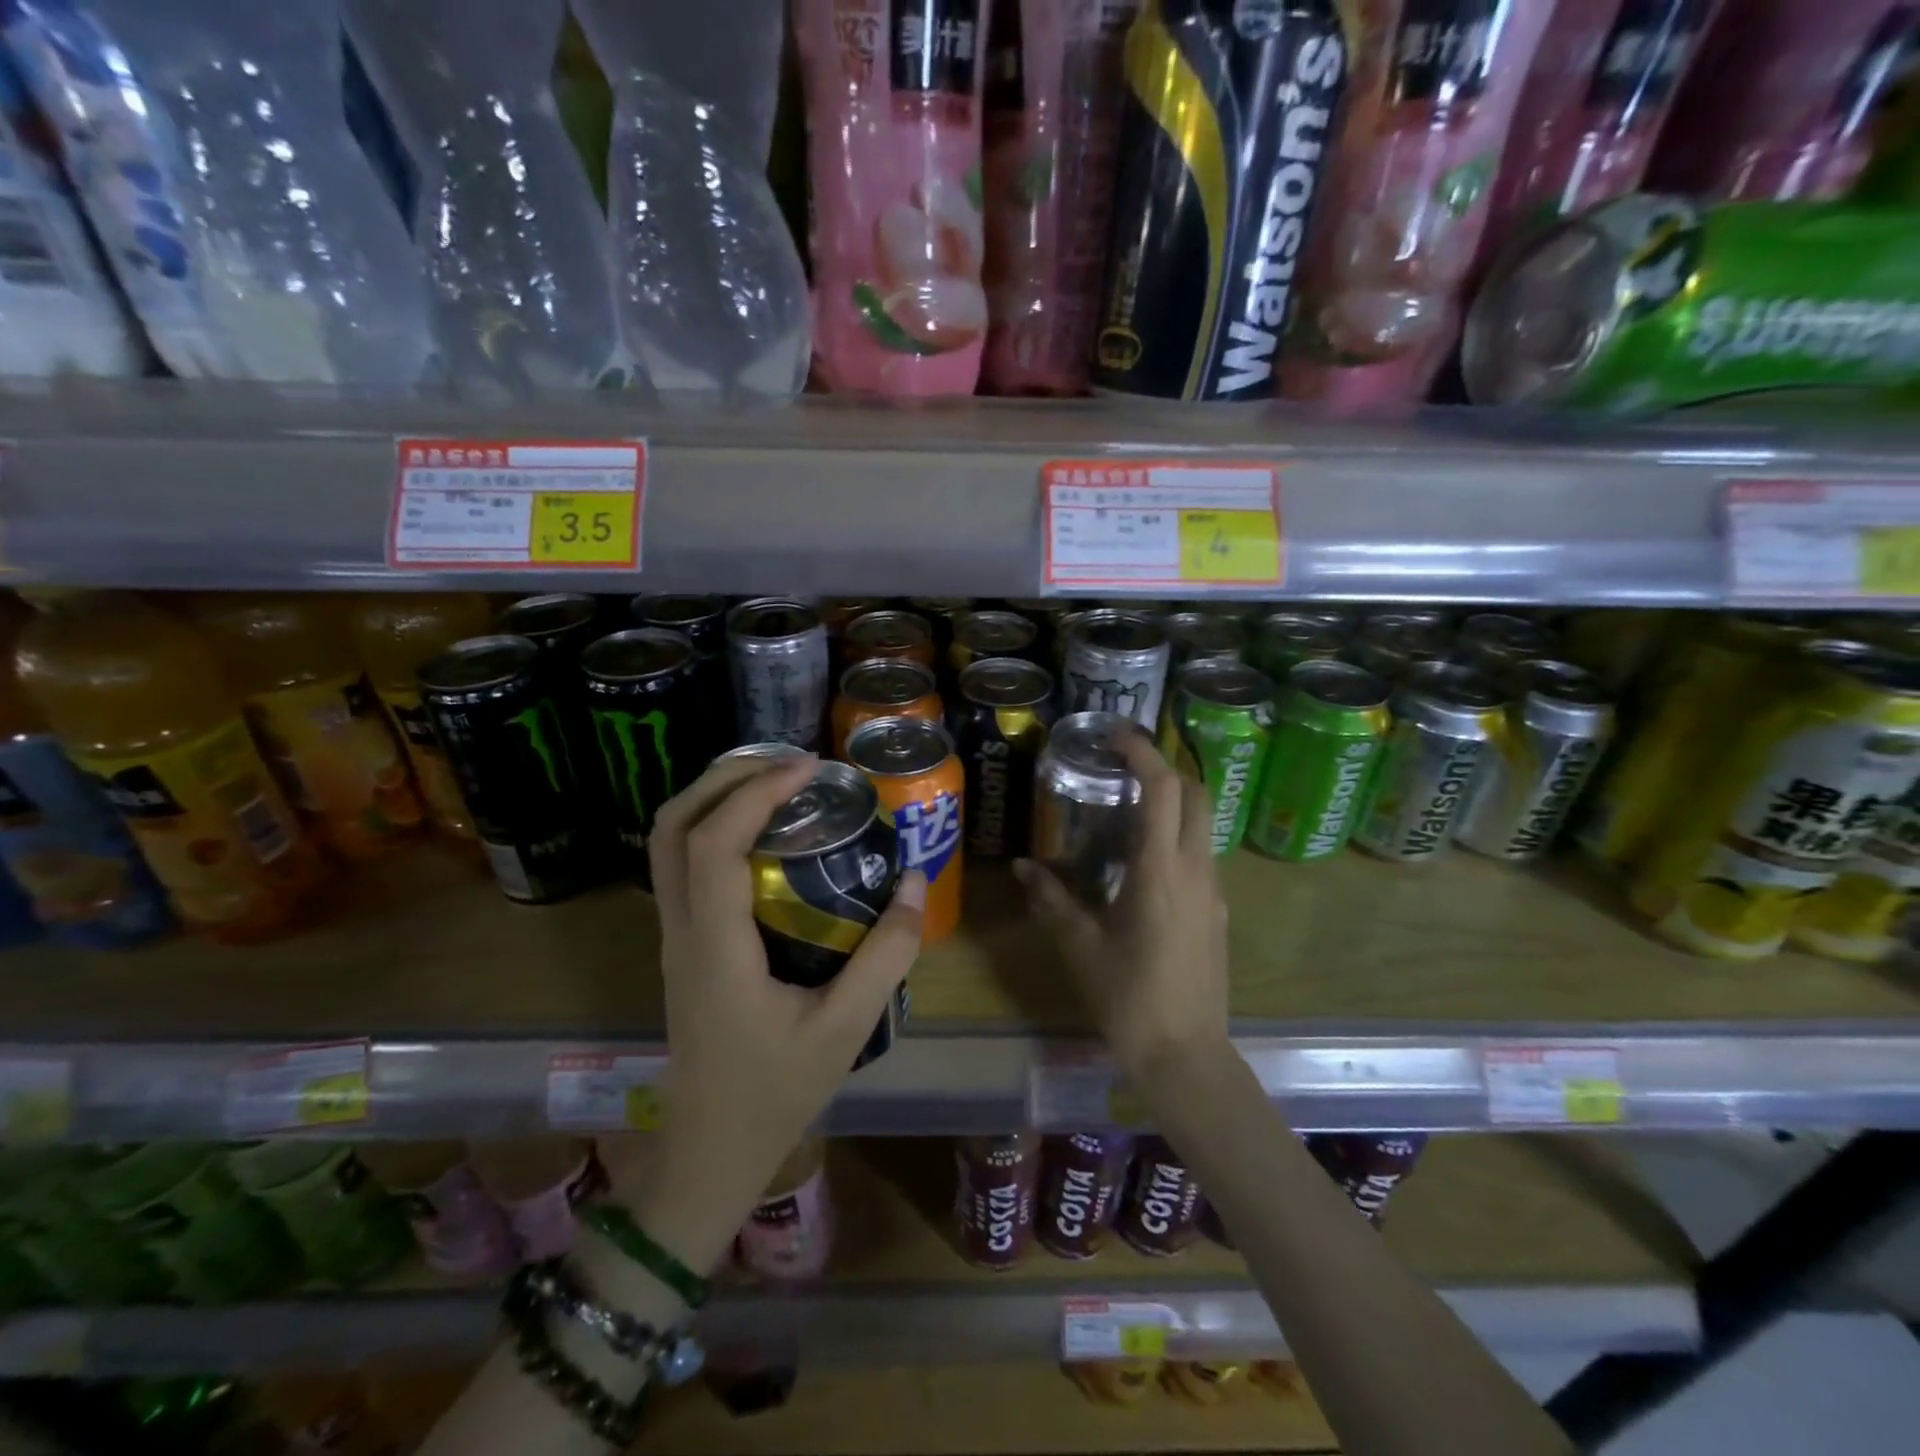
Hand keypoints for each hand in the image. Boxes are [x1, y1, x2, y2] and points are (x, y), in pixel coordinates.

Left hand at [632, 752, 924, 1268]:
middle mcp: (682, 930)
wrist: (709, 1154)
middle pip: (672, 827)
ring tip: (774, 783)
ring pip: (668, 844)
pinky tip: (762, 834)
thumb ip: (885, 955)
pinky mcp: (683, 947)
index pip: (714, 843)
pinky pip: (683, 867)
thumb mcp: (845, 1028)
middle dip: (723, 778)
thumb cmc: (775, 1094)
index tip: (809, 769)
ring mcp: (675, 938)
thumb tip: (917, 882)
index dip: (757, 792)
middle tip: (786, 763)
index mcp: (714, 946)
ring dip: (713, 798)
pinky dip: (714, 828)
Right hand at [1014, 732, 1228, 1081]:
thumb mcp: (1081, 947)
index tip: (1114, 734)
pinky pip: (1200, 854)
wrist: (1187, 1055)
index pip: (1163, 789)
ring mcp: (1213, 890)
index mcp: (1161, 871)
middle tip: (1122, 765)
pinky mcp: (1217, 911)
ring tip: (1125, 809)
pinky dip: (1175, 836)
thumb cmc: (1130, 999)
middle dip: (1164, 767)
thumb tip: (1022, 867)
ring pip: (1202, 823)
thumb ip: (1052, 901)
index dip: (1142, 751)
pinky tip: (1140, 863)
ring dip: (1171, 802)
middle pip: (1196, 794)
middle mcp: (1196, 870)